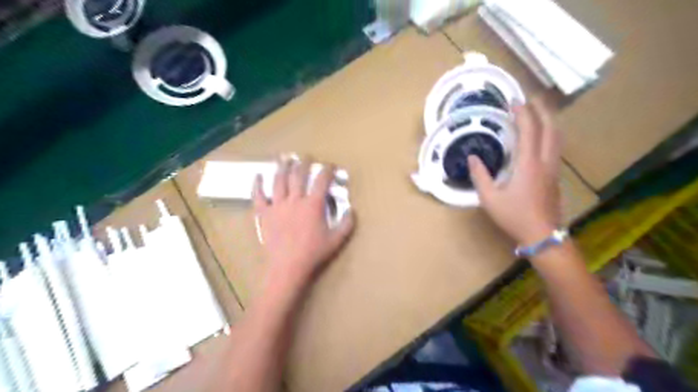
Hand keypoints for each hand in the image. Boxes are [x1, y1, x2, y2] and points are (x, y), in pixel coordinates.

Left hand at [252, 158, 355, 286]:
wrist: (288, 267)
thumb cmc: (313, 253)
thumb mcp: (336, 240)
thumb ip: (347, 224)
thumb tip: (352, 210)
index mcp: (313, 205)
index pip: (322, 181)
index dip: (327, 170)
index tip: (330, 166)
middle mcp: (295, 200)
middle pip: (299, 175)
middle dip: (304, 163)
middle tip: (306, 156)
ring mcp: (277, 205)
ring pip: (279, 181)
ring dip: (283, 167)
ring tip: (285, 158)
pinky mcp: (264, 214)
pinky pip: (258, 196)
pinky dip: (257, 185)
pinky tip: (258, 176)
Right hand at [469, 99, 559, 243]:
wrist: (542, 236)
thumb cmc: (514, 216)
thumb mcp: (490, 198)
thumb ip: (480, 176)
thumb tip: (472, 157)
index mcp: (528, 164)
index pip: (529, 131)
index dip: (522, 114)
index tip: (514, 102)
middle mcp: (545, 162)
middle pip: (550, 128)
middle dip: (542, 110)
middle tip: (531, 99)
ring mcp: (553, 169)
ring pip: (557, 138)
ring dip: (548, 121)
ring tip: (538, 113)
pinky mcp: (555, 177)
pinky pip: (555, 148)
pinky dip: (549, 134)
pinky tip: (541, 138)